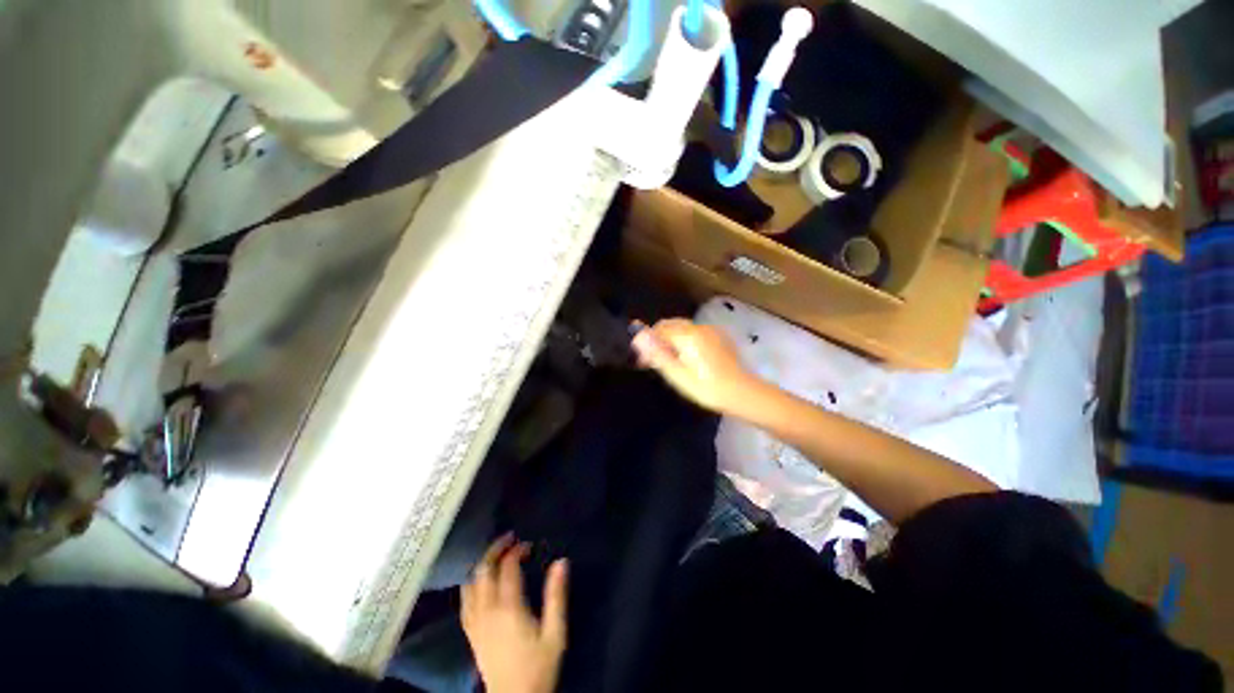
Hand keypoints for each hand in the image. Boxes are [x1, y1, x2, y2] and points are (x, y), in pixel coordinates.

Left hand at [462, 535, 567, 692]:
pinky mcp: (471, 633)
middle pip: (483, 570)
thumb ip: (556, 596)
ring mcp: (475, 623)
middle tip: (510, 539)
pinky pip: (464, 601)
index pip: (507, 567)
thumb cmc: (538, 666)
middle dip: (495, 549)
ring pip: (470, 583)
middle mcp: (487, 611)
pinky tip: (481, 582)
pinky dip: (472, 583)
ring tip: (496, 555)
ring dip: (482, 564)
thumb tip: (561, 561)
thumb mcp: (555, 633)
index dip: (517, 550)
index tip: (529, 545)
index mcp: (509, 608)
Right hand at [631, 318, 763, 415]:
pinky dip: (685, 339)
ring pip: (683, 327)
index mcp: (687, 335)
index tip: (642, 360)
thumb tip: (639, 337)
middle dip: (658, 337)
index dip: (647, 342)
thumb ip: (657, 353)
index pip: (659, 329)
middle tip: (653, 359)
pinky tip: (687, 357)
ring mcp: (711, 330)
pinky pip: (695, 332)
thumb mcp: (677, 375)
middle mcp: (698, 327)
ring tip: (669, 359)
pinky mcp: (719, 337)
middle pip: (671, 324)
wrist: (742, 393)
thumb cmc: (706, 388)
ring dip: (671, 338)